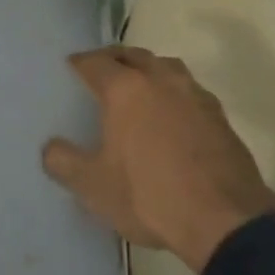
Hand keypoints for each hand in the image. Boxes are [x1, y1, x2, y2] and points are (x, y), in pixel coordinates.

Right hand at [42, 46, 274, 272]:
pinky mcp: (219, 115)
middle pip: (133, 55)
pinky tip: (172, 113)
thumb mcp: (93, 187)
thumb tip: (50, 148)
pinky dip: (173, 92)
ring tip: (138, 85)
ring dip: (148, 69)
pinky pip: (189, 90)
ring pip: (166, 67)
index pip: (96, 62)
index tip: (70, 67)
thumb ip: (64, 163)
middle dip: (115, 58)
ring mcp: (194, 94)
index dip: (80, 63)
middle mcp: (161, 80)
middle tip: (102, 69)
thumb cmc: (149, 196)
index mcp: (126, 89)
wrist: (224, 219)